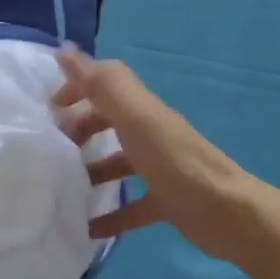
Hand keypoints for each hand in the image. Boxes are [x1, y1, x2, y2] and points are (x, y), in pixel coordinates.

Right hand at [54, 47, 279, 265]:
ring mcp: (159, 167)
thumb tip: (65, 50)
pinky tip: (88, 228)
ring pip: (118, 161)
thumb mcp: (134, 117)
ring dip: (91, 170)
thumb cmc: (174, 161)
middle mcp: (150, 132)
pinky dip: (110, 216)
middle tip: (53, 147)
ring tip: (64, 185)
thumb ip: (101, 84)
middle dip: (80, 128)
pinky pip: (132, 205)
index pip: (105, 83)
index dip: (77, 86)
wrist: (229, 214)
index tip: (50, 107)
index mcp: (141, 108)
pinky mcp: (166, 201)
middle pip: (109, 120)